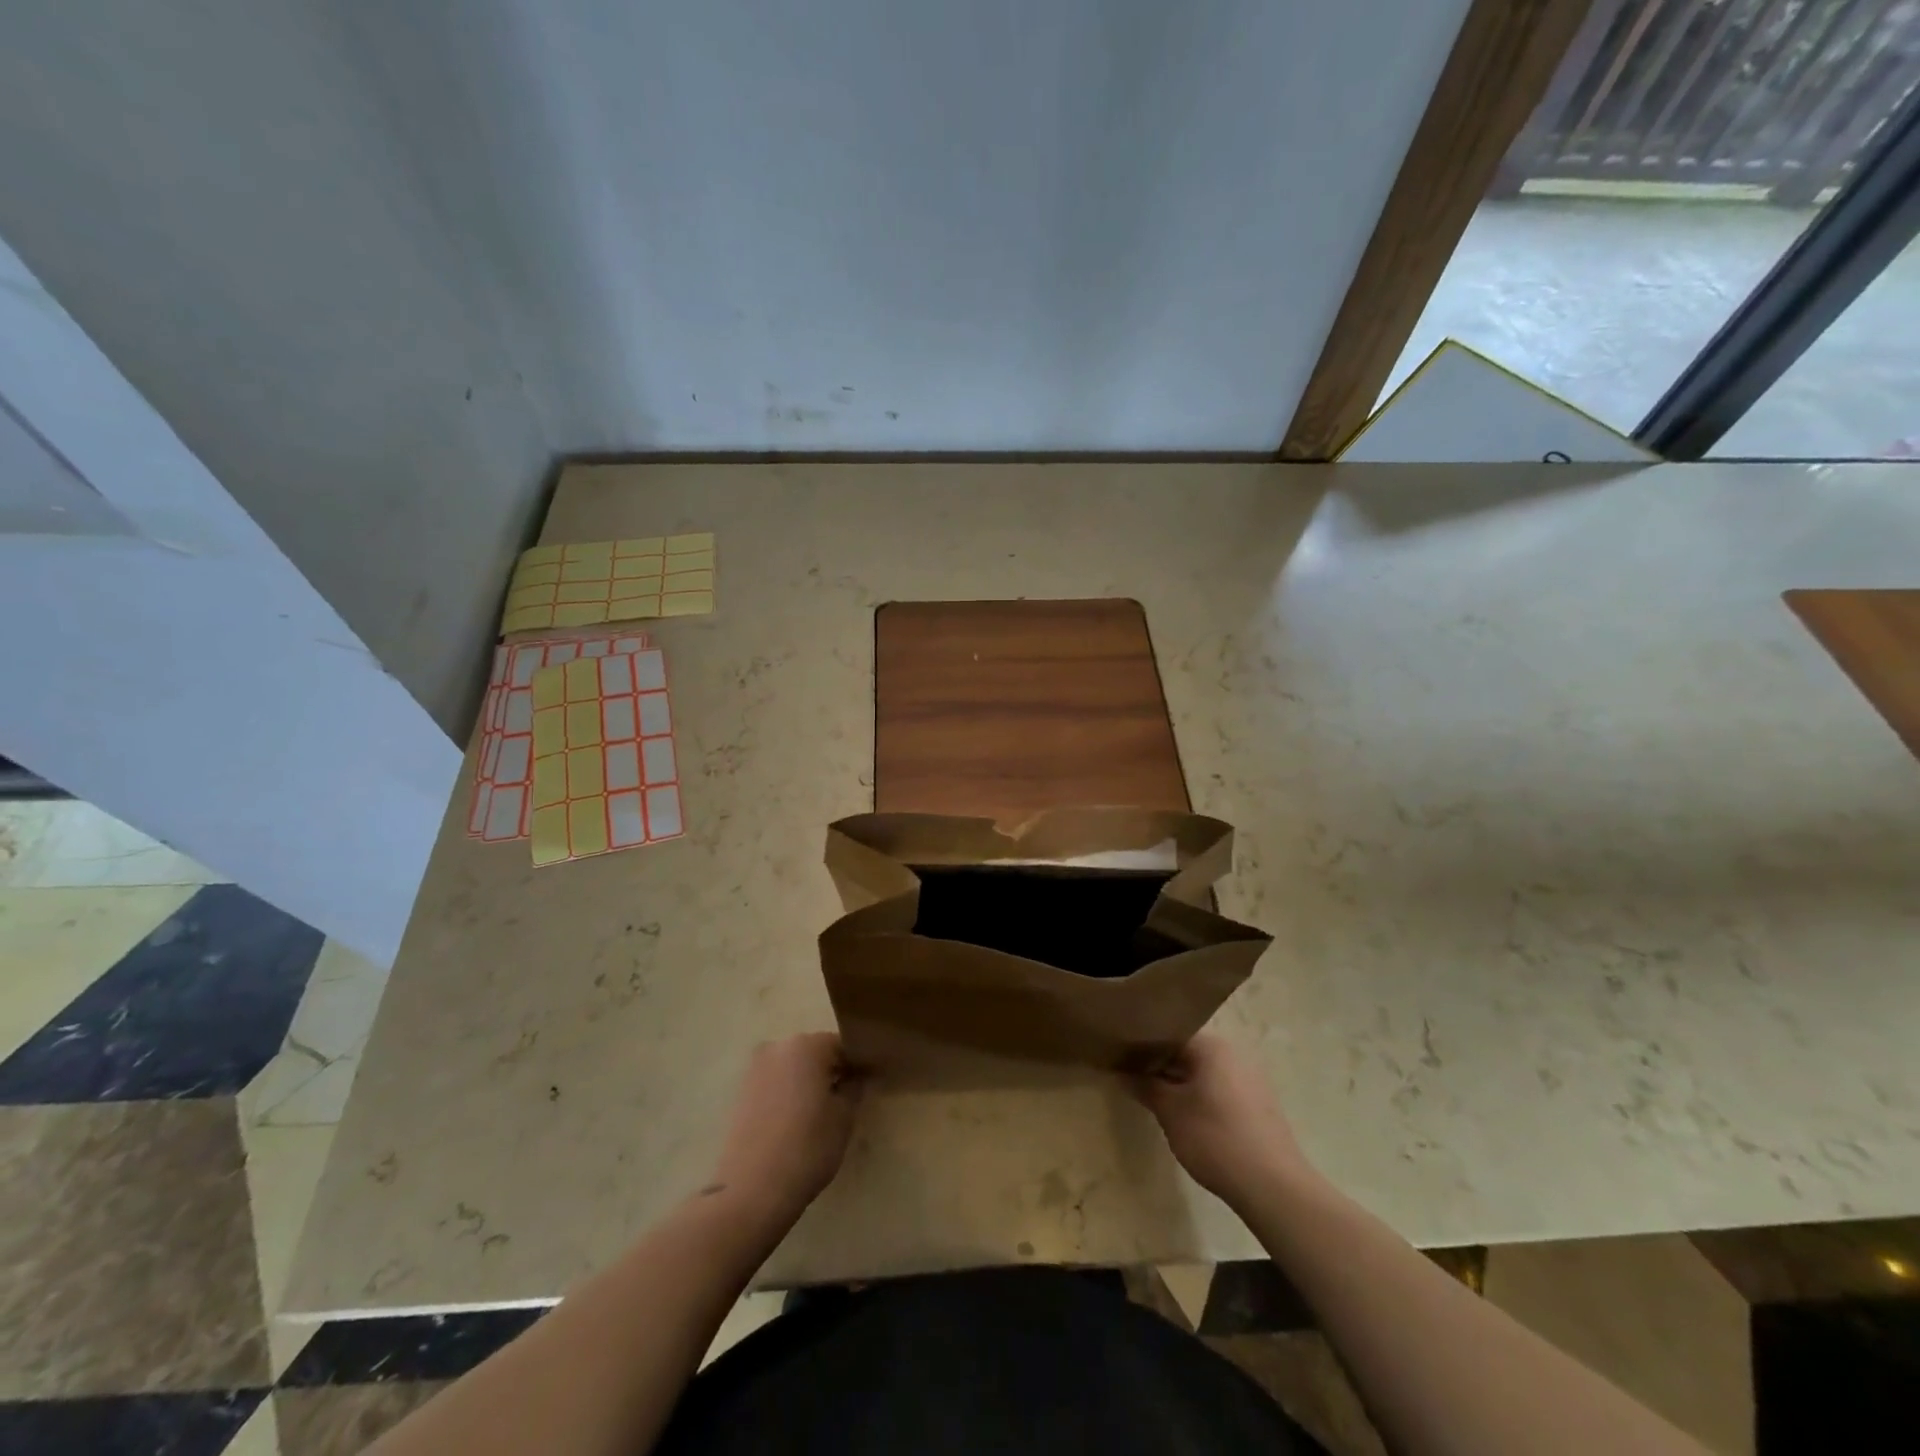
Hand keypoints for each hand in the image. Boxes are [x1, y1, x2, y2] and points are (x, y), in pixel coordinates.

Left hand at [708, 1033, 865, 1221]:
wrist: (750, 1191)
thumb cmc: (807, 1148)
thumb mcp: (844, 1117)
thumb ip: (854, 1087)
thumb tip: (856, 1076)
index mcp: (807, 1045)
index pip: (842, 1045)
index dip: (857, 1064)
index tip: (867, 1085)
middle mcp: (778, 1047)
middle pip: (814, 1053)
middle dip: (830, 1072)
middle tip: (844, 1102)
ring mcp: (755, 1069)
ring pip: (792, 1069)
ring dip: (806, 1084)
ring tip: (818, 1116)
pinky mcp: (740, 1093)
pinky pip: (774, 1085)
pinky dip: (786, 1096)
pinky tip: (794, 1124)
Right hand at [1133, 1035, 1316, 1211]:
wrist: (1273, 1187)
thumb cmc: (1215, 1138)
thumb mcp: (1170, 1112)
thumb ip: (1145, 1087)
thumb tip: (1122, 1073)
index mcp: (1212, 1046)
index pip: (1169, 1032)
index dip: (1142, 1044)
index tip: (1121, 1056)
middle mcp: (1233, 1053)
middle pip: (1187, 1050)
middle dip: (1160, 1063)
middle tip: (1132, 1076)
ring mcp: (1250, 1078)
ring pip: (1204, 1071)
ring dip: (1179, 1081)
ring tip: (1153, 1095)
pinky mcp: (1258, 1104)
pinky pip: (1220, 1087)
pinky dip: (1199, 1094)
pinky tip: (1184, 1115)